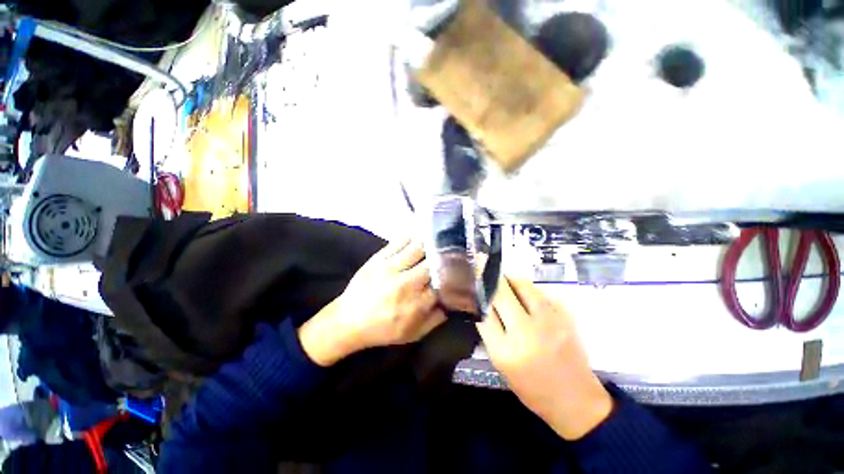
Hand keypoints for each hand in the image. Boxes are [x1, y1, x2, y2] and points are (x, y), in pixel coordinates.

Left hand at [299, 239, 446, 366]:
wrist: (349, 321)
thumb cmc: (383, 330)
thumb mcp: (413, 334)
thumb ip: (436, 319)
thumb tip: (453, 302)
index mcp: (416, 304)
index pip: (443, 284)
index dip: (453, 276)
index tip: (460, 270)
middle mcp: (407, 283)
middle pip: (433, 263)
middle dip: (445, 257)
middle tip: (453, 252)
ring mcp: (391, 268)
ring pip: (418, 248)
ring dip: (431, 244)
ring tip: (439, 240)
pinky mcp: (379, 258)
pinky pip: (399, 241)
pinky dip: (412, 237)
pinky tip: (419, 236)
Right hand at [477, 277, 612, 440]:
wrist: (575, 399)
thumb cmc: (532, 387)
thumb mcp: (501, 364)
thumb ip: (490, 332)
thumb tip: (483, 302)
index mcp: (506, 351)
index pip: (484, 311)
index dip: (478, 295)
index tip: (474, 285)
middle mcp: (527, 333)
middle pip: (501, 293)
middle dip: (491, 281)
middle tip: (486, 275)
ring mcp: (550, 322)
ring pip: (523, 285)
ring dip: (510, 280)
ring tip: (505, 281)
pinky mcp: (566, 316)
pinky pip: (540, 292)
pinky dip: (529, 290)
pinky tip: (526, 296)